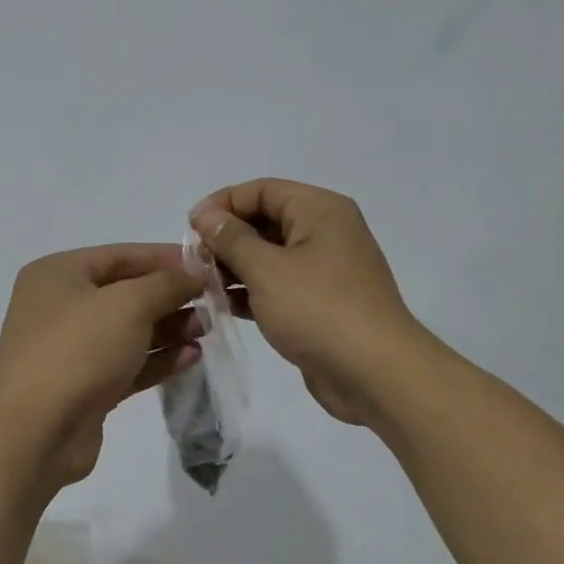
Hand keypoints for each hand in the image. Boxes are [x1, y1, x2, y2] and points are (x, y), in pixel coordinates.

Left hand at [0, 244, 205, 485]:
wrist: (37, 432)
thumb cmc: (79, 350)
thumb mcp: (129, 304)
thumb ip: (167, 283)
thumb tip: (195, 271)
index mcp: (56, 275)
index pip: (119, 255)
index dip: (165, 258)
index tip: (207, 265)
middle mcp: (58, 308)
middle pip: (125, 294)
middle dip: (169, 297)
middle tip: (212, 302)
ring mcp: (69, 350)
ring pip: (128, 332)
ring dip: (168, 329)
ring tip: (207, 330)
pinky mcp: (84, 388)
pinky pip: (126, 364)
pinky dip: (157, 360)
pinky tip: (192, 357)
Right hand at [190, 179, 424, 424]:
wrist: (375, 374)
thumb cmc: (319, 310)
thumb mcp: (267, 269)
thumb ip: (231, 239)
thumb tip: (205, 215)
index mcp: (320, 211)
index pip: (262, 190)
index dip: (222, 203)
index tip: (189, 228)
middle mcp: (325, 233)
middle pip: (265, 221)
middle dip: (227, 238)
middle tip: (194, 261)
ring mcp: (325, 270)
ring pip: (270, 256)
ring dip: (235, 267)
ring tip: (202, 285)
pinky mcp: (320, 303)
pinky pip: (279, 286)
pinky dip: (252, 292)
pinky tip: (224, 306)